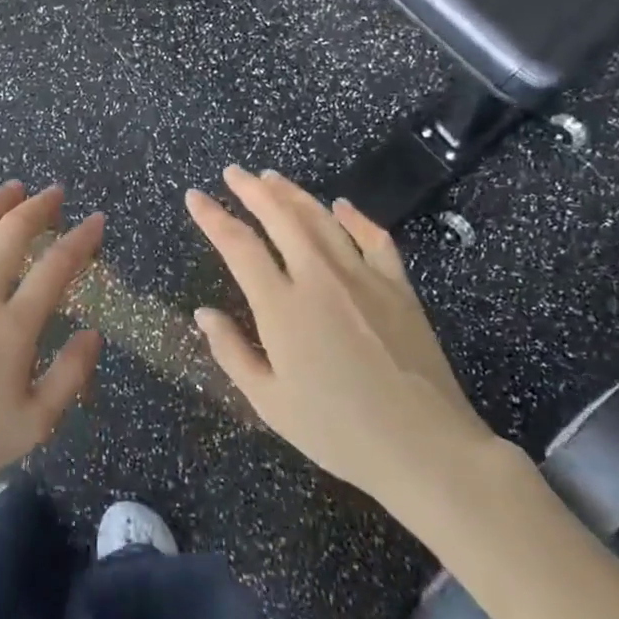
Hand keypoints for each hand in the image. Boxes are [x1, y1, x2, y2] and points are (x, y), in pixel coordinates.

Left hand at [0, 182, 105, 507]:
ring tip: (13, 188)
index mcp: (12, 329)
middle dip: (39, 208)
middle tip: (54, 194)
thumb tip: (93, 332)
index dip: (81, 239)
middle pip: (11, 235)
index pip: (56, 268)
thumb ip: (71, 375)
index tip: (96, 221)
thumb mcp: (35, 425)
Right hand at [186, 166, 500, 529]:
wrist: (423, 446)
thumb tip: (204, 312)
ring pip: (322, 219)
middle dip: (252, 190)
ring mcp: (363, 277)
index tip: (195, 197)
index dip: (213, 217)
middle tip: (233, 172)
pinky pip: (374, 239)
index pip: (238, 245)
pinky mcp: (398, 287)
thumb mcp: (269, 402)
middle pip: (281, 217)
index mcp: (282, 306)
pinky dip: (355, 217)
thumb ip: (231, 352)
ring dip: (294, 194)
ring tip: (272, 178)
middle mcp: (319, 278)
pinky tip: (341, 206)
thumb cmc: (337, 431)